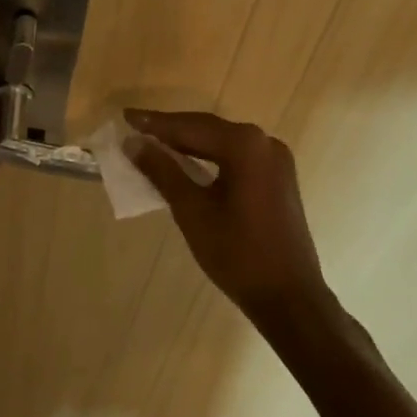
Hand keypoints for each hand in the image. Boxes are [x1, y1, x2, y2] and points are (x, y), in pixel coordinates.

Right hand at [126, 110, 330, 319]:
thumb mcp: (192, 211)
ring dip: (190, 143)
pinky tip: (188, 163)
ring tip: (155, 143)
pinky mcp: (278, 177)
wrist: (290, 300)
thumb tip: (133, 143)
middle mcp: (264, 142)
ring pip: (222, 142)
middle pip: (207, 129)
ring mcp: (275, 160)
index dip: (155, 123)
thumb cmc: (237, 254)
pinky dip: (210, 157)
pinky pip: (237, 157)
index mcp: (245, 145)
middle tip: (136, 128)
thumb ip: (162, 171)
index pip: (190, 126)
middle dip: (171, 130)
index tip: (126, 117)